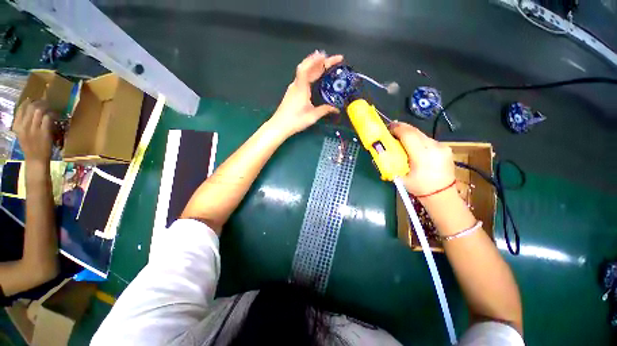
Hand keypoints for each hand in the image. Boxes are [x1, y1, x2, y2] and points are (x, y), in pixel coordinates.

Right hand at [12, 99, 54, 163]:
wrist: (36, 159)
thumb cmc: (30, 146)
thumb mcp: (22, 133)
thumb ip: (23, 122)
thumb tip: (28, 109)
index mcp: (17, 126)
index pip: (21, 108)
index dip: (28, 102)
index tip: (34, 99)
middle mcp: (24, 126)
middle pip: (31, 107)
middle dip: (39, 103)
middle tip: (45, 102)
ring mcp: (34, 129)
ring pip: (39, 111)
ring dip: (46, 108)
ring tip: (50, 108)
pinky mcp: (43, 132)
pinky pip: (47, 118)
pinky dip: (52, 115)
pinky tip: (55, 116)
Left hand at [269, 51, 343, 136]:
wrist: (280, 126)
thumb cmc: (295, 120)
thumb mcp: (312, 116)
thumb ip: (325, 110)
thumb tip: (336, 108)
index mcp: (301, 87)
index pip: (308, 68)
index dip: (316, 60)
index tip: (327, 55)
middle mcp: (296, 85)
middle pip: (307, 68)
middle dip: (321, 62)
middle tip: (334, 60)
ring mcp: (293, 88)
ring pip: (304, 72)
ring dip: (315, 66)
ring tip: (326, 64)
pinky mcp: (292, 92)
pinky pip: (302, 78)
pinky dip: (310, 73)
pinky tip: (315, 76)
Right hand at [390, 122, 455, 196]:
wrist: (442, 195)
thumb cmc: (419, 188)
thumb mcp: (400, 177)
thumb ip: (391, 162)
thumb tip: (381, 151)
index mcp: (423, 156)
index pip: (408, 135)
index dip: (397, 129)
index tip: (388, 127)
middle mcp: (434, 147)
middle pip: (415, 131)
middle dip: (402, 128)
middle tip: (391, 129)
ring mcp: (442, 146)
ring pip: (421, 134)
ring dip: (409, 134)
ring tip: (400, 137)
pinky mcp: (445, 147)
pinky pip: (427, 139)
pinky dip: (417, 139)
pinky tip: (412, 145)